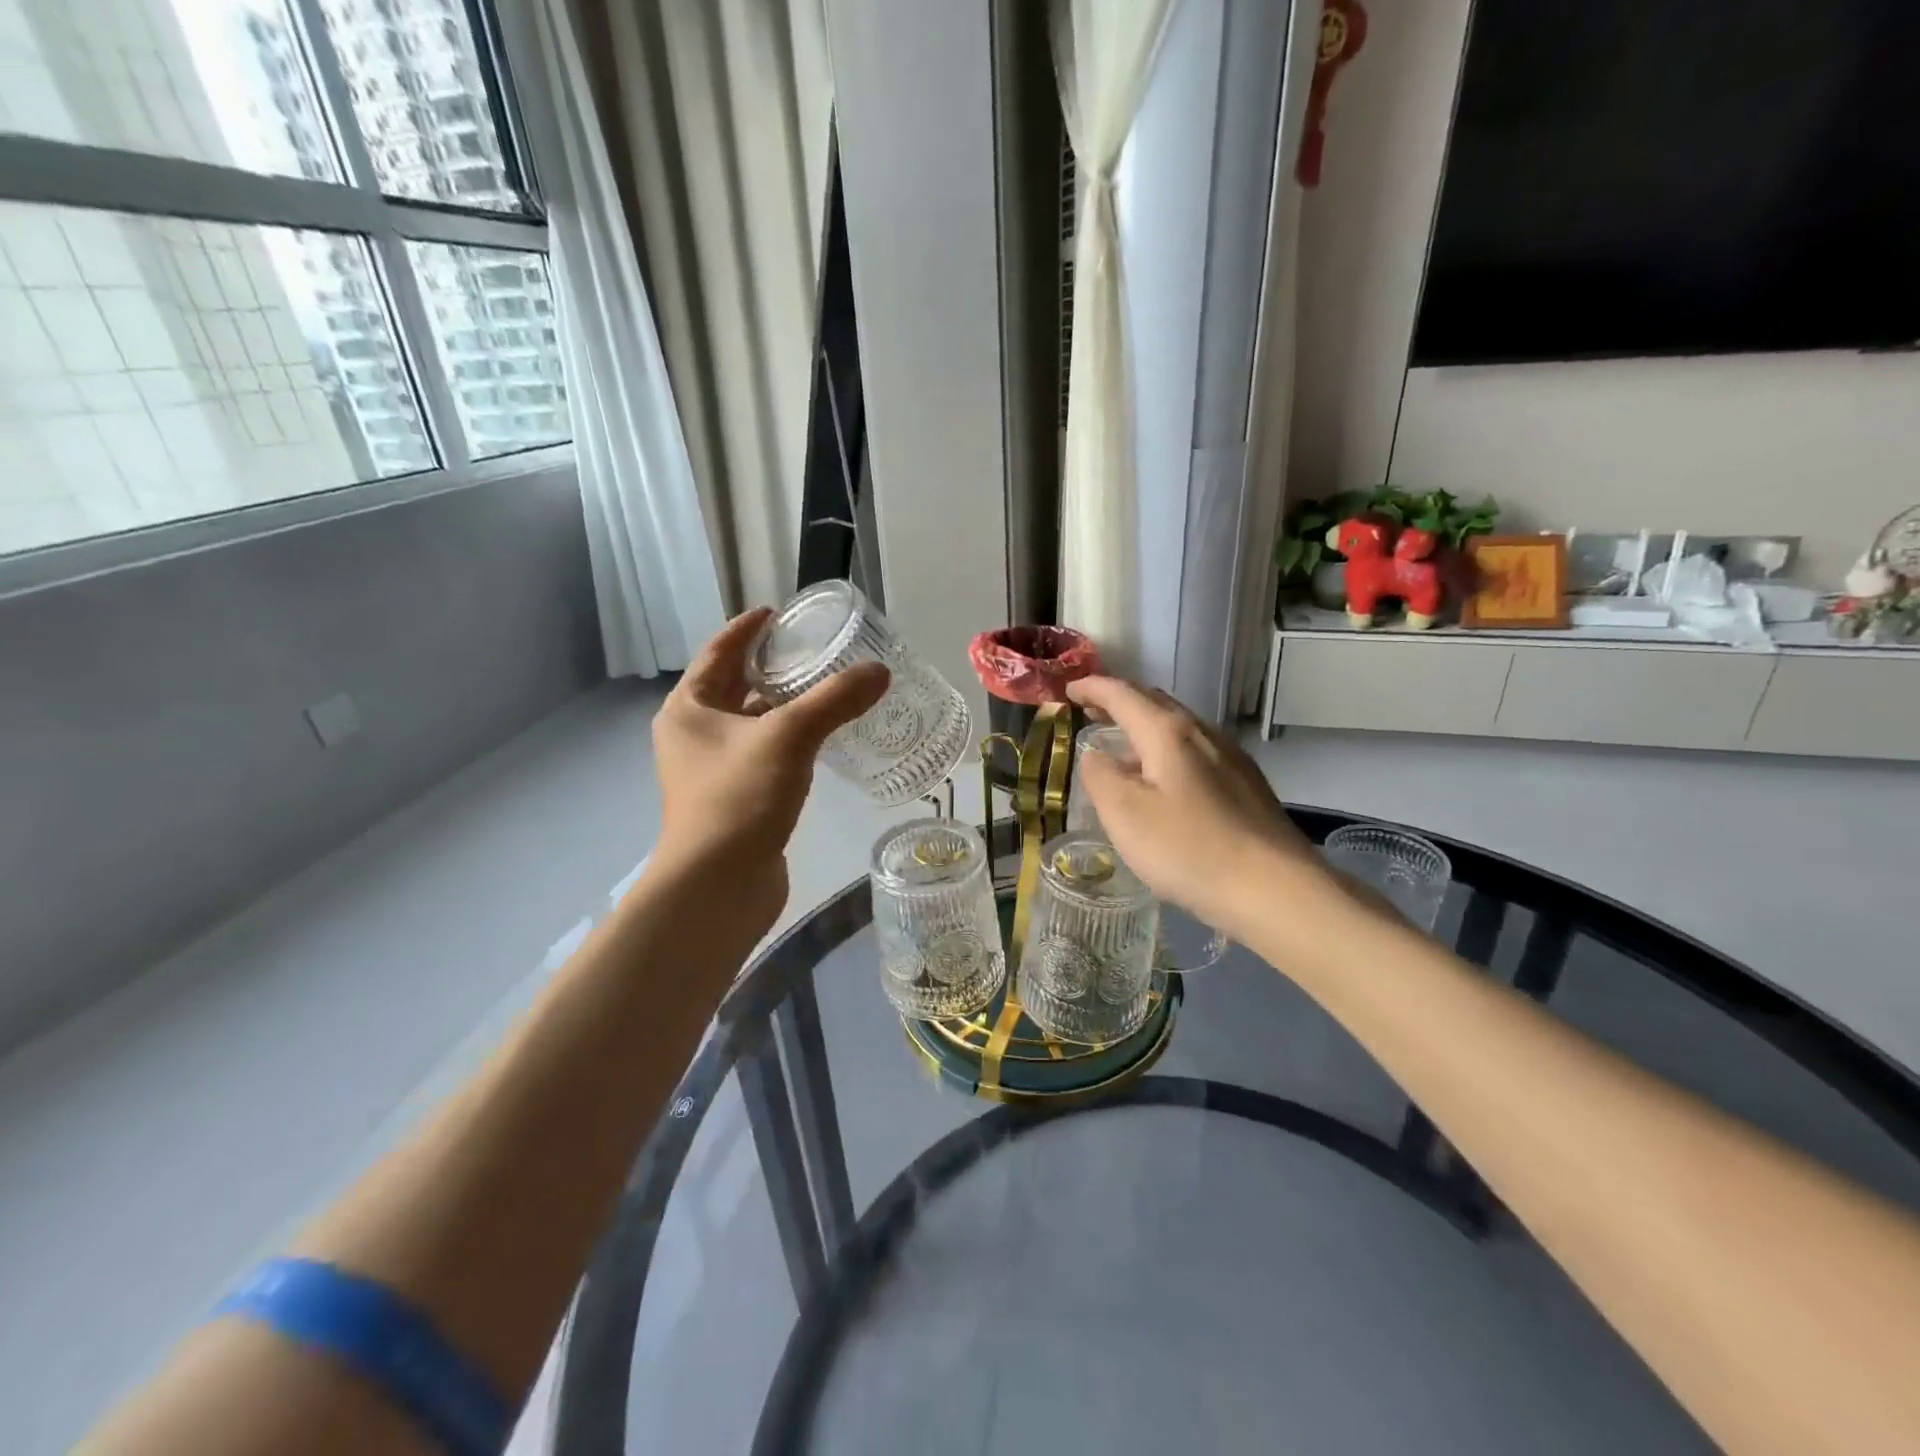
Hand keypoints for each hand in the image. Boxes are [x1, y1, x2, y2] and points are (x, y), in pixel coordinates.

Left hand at [651, 608, 887, 935]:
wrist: (718, 886)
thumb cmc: (739, 799)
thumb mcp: (789, 737)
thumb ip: (835, 700)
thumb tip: (879, 671)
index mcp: (688, 709)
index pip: (718, 652)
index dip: (746, 630)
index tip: (777, 612)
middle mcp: (693, 736)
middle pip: (733, 688)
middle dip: (770, 668)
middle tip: (814, 651)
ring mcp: (711, 772)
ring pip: (751, 725)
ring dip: (783, 707)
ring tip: (826, 690)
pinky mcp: (735, 800)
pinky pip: (764, 755)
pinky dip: (790, 742)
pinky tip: (822, 741)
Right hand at [1066, 677, 1331, 944]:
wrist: (1275, 890)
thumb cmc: (1188, 849)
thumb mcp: (1125, 814)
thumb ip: (1100, 776)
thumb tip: (1094, 754)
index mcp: (1168, 732)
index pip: (1123, 694)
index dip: (1092, 687)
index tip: (1069, 690)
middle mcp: (1203, 733)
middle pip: (1155, 703)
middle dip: (1119, 703)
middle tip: (1091, 713)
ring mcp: (1230, 758)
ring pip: (1178, 730)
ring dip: (1144, 731)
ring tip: (1122, 753)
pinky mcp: (1246, 786)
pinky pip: (1196, 753)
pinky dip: (1167, 754)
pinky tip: (1164, 786)